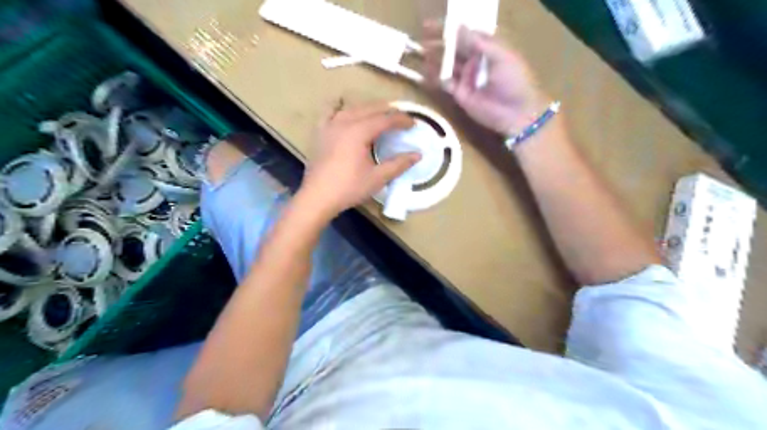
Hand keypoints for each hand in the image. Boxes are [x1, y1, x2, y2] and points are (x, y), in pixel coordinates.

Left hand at [298, 103, 418, 217]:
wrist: (317, 198)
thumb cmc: (349, 188)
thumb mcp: (377, 178)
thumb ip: (399, 164)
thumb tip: (418, 154)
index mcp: (359, 131)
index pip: (385, 119)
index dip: (402, 119)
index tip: (414, 123)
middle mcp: (344, 122)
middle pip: (370, 108)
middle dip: (388, 111)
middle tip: (402, 119)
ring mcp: (330, 125)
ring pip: (353, 108)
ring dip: (369, 108)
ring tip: (381, 115)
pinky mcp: (320, 132)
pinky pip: (330, 112)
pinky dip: (341, 108)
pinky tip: (345, 109)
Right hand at [423, 23, 547, 136]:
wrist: (516, 113)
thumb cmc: (514, 80)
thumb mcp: (501, 56)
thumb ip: (479, 42)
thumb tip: (458, 27)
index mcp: (488, 48)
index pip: (467, 34)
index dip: (452, 28)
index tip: (435, 23)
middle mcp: (475, 61)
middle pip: (454, 48)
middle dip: (439, 41)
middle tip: (423, 35)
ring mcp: (466, 78)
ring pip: (447, 64)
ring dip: (434, 58)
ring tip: (420, 51)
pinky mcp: (459, 94)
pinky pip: (444, 83)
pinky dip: (433, 78)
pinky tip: (423, 72)